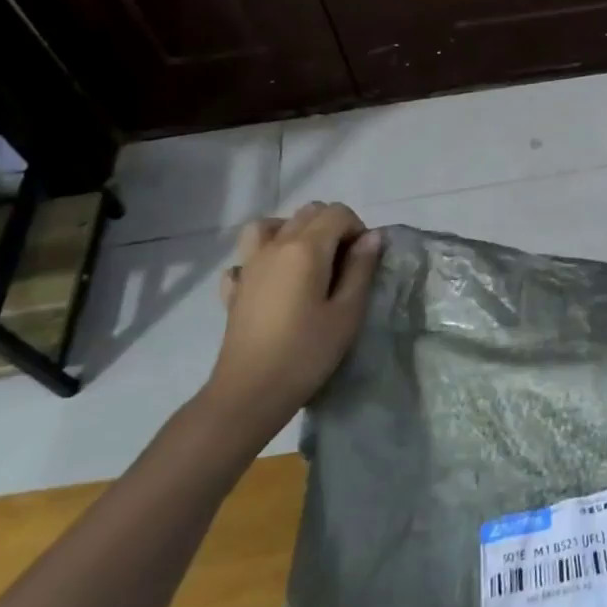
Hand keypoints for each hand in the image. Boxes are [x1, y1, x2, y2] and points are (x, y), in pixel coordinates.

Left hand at [202, 201, 383, 445]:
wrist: (249, 393)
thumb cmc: (306, 352)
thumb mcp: (348, 312)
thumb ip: (361, 268)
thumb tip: (372, 237)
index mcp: (306, 248)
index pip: (337, 213)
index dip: (357, 229)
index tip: (363, 261)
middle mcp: (275, 246)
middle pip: (308, 213)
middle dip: (332, 227)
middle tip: (344, 264)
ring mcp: (249, 265)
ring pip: (270, 225)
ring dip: (293, 231)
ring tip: (308, 260)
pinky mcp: (234, 288)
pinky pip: (246, 257)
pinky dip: (262, 258)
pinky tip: (273, 281)